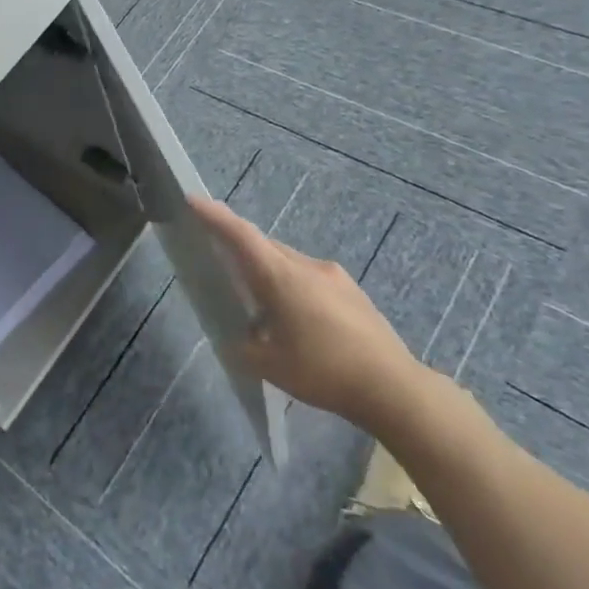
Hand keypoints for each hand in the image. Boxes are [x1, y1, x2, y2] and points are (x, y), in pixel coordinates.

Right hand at [190, 196, 429, 432]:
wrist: (395, 388)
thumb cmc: (324, 372)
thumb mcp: (270, 366)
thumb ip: (244, 346)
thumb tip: (238, 338)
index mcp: (281, 277)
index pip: (241, 235)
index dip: (215, 216)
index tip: (193, 199)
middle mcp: (306, 266)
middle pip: (264, 246)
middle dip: (241, 249)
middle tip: (222, 263)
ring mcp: (333, 277)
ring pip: (288, 263)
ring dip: (270, 274)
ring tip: (263, 307)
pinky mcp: (352, 292)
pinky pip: (310, 279)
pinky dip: (293, 288)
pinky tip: (299, 322)